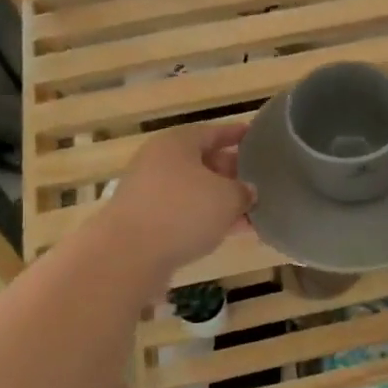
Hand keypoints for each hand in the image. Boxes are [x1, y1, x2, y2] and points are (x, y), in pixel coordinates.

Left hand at [104, 123, 254, 276]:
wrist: (128, 255)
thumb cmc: (183, 211)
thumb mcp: (227, 197)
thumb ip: (243, 191)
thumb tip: (247, 191)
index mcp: (177, 143)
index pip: (213, 132)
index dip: (236, 135)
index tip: (255, 138)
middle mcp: (160, 162)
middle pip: (203, 162)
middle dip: (231, 172)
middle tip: (259, 180)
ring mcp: (150, 193)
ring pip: (195, 192)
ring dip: (221, 201)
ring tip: (252, 211)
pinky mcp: (146, 222)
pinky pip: (184, 214)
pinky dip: (206, 220)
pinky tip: (230, 232)